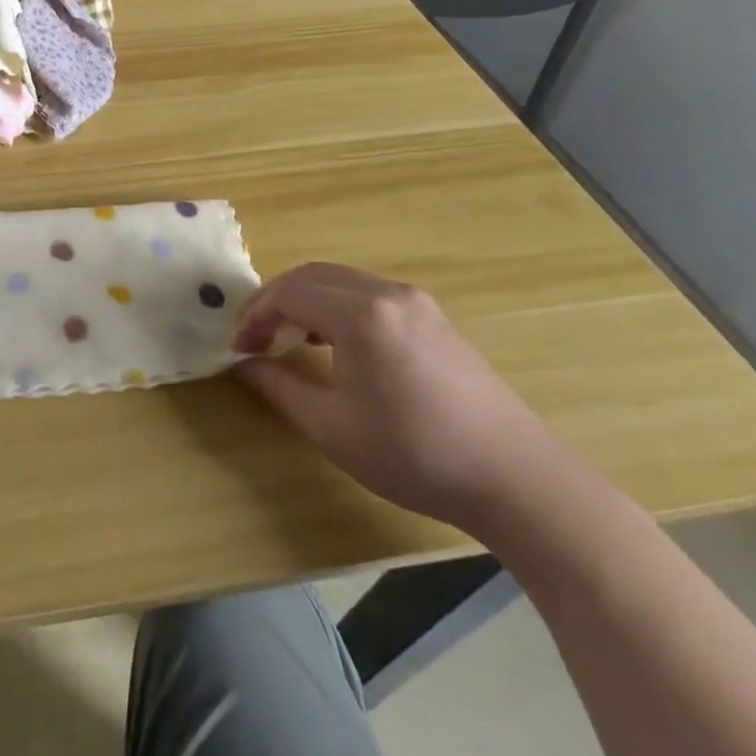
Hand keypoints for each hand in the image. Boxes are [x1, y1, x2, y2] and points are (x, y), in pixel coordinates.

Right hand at [233, 263, 569, 536]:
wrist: (517, 480)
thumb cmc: (416, 455)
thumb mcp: (333, 428)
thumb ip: (280, 387)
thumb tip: (245, 363)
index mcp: (360, 314)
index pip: (288, 293)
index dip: (255, 315)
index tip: (238, 348)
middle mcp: (387, 293)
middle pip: (312, 276)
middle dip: (275, 301)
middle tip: (255, 337)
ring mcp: (416, 302)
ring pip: (341, 281)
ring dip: (306, 301)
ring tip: (289, 339)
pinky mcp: (434, 318)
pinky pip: (369, 294)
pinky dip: (337, 306)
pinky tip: (336, 343)